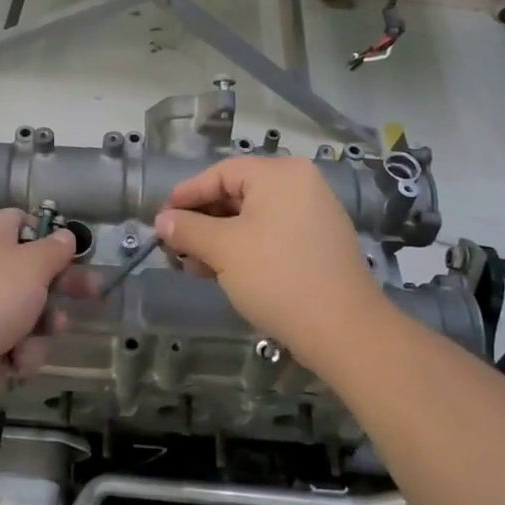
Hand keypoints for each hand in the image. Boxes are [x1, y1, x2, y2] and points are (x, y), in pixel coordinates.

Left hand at [0, 209, 87, 414]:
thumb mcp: (32, 265)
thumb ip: (54, 250)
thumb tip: (65, 236)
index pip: (22, 222)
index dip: (48, 234)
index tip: (73, 252)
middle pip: (32, 270)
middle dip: (63, 286)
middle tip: (95, 295)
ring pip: (28, 310)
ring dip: (44, 324)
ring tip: (51, 330)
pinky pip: (13, 342)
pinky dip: (21, 352)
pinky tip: (18, 360)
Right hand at [155, 157, 384, 366]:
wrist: (344, 331)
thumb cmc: (277, 277)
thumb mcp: (223, 250)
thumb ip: (188, 229)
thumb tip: (162, 221)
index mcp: (279, 174)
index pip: (220, 173)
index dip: (186, 195)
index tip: (161, 218)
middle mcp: (300, 184)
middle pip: (237, 194)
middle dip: (202, 221)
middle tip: (175, 246)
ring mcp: (314, 213)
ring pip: (253, 217)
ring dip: (220, 238)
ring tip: (194, 265)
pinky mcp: (320, 243)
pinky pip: (272, 233)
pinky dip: (245, 247)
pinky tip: (223, 271)